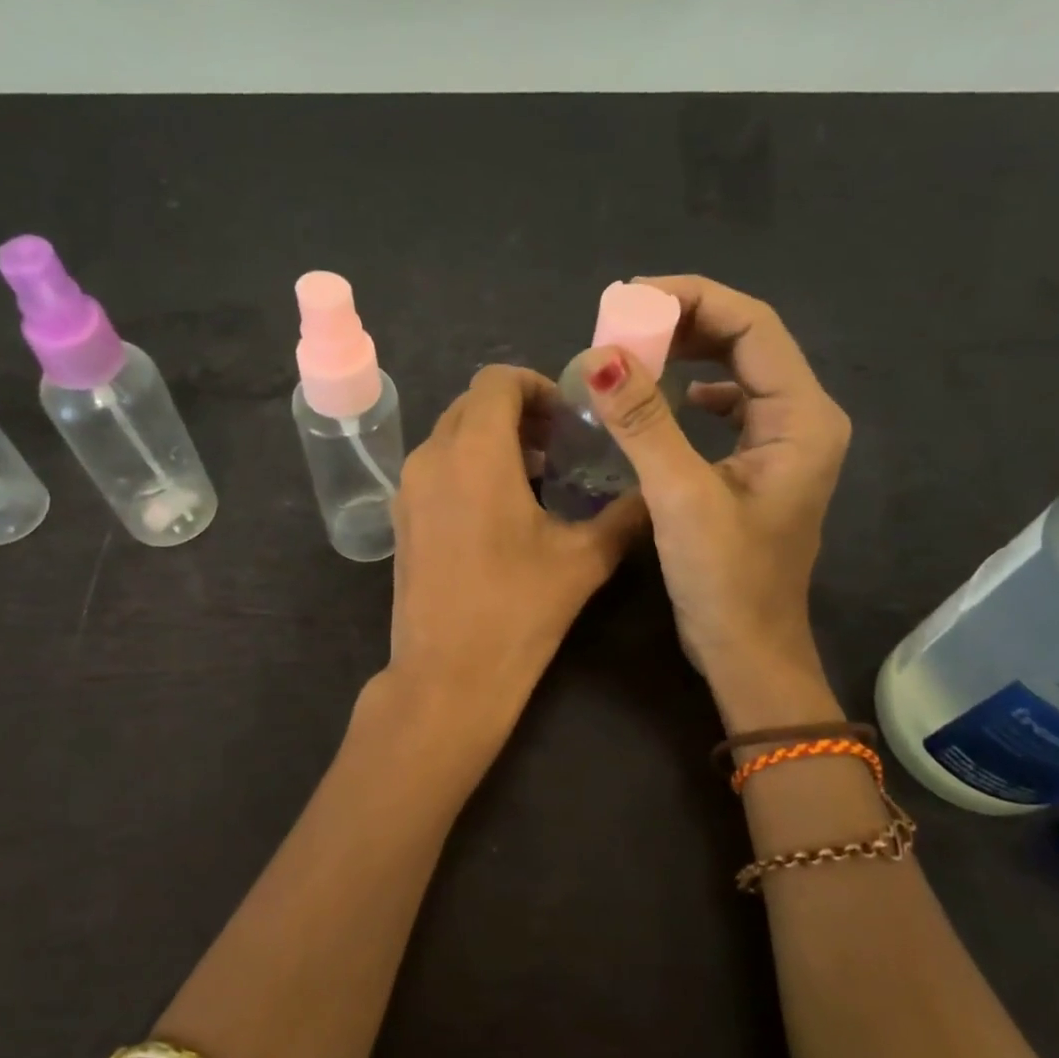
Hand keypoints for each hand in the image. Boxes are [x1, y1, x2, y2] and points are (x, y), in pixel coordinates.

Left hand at [385, 364, 645, 721]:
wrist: (446, 677)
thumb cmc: (517, 611)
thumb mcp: (583, 560)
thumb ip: (625, 515)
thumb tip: (657, 492)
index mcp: (475, 452)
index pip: (498, 380)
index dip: (537, 386)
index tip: (568, 419)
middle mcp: (432, 457)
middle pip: (472, 403)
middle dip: (517, 412)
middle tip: (559, 446)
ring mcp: (408, 488)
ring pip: (450, 435)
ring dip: (491, 440)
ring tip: (535, 477)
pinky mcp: (400, 518)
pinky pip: (435, 467)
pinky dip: (467, 466)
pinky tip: (499, 510)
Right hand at [578, 275, 851, 721]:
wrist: (747, 653)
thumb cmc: (724, 582)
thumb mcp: (681, 498)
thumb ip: (644, 424)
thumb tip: (602, 356)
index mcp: (801, 418)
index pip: (752, 325)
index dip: (691, 300)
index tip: (629, 299)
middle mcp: (802, 420)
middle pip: (747, 341)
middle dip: (684, 323)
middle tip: (622, 323)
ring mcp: (783, 445)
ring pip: (736, 372)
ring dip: (686, 353)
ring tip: (634, 351)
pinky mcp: (759, 468)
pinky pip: (730, 408)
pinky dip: (694, 392)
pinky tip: (670, 399)